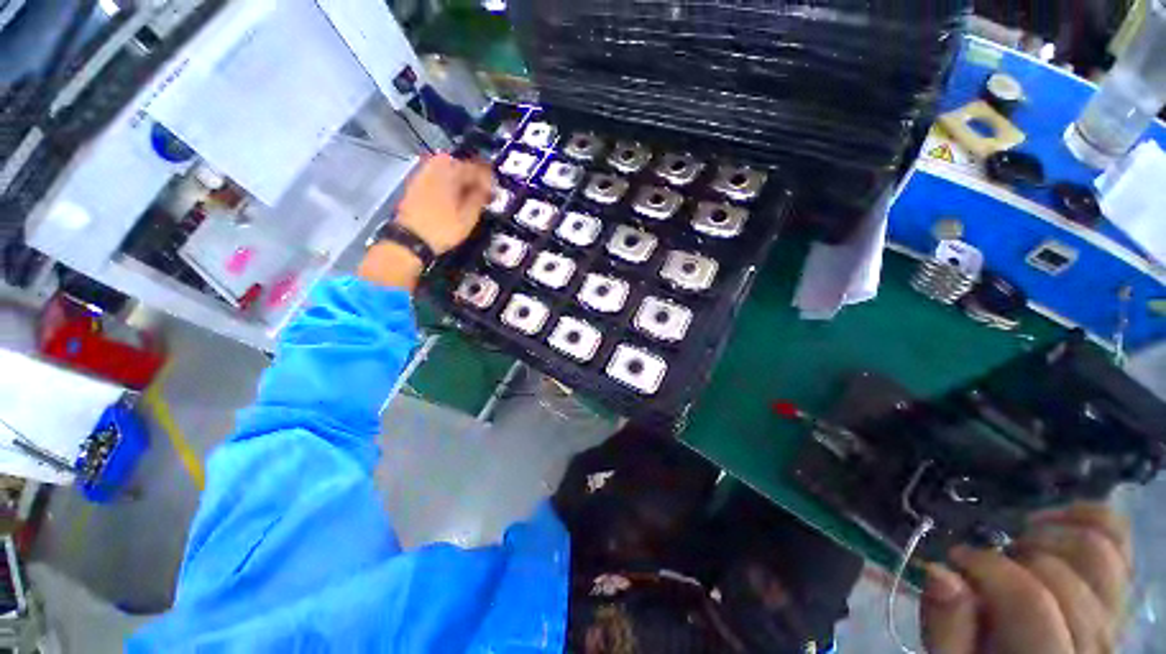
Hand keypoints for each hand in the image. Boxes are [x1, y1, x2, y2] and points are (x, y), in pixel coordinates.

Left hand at [359, 154, 492, 289]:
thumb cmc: (442, 229)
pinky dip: (448, 183)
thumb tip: (486, 189)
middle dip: (473, 176)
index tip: (493, 190)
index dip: (488, 178)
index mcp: (450, 172)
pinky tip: (453, 197)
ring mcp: (423, 173)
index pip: (476, 167)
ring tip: (469, 195)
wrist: (411, 239)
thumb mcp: (468, 217)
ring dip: (460, 179)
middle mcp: (435, 166)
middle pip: (460, 164)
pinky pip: (438, 176)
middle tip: (483, 192)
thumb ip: (479, 198)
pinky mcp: (416, 183)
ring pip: (448, 169)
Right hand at [922, 504, 1130, 653]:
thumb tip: (941, 573)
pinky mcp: (1119, 592)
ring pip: (1097, 549)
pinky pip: (1118, 538)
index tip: (955, 560)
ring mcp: (1115, 614)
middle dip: (1011, 556)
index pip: (1030, 601)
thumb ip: (947, 630)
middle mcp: (1096, 640)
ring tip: (1016, 545)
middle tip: (985, 562)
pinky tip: (1048, 520)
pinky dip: (1085, 515)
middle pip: (1060, 573)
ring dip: (1047, 535)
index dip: (987, 569)